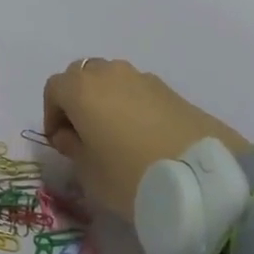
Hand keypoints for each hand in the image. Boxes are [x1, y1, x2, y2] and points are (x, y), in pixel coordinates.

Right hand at [42, 57, 249, 220]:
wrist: (202, 179)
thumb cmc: (131, 176)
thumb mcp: (90, 174)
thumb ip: (72, 148)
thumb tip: (69, 134)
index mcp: (81, 88)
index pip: (53, 89)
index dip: (52, 114)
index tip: (61, 142)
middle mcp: (108, 73)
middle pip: (81, 77)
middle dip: (77, 101)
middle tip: (86, 135)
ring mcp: (141, 77)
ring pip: (112, 80)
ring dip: (106, 100)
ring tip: (117, 135)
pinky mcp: (170, 89)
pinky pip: (138, 91)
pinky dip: (133, 105)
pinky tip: (144, 136)